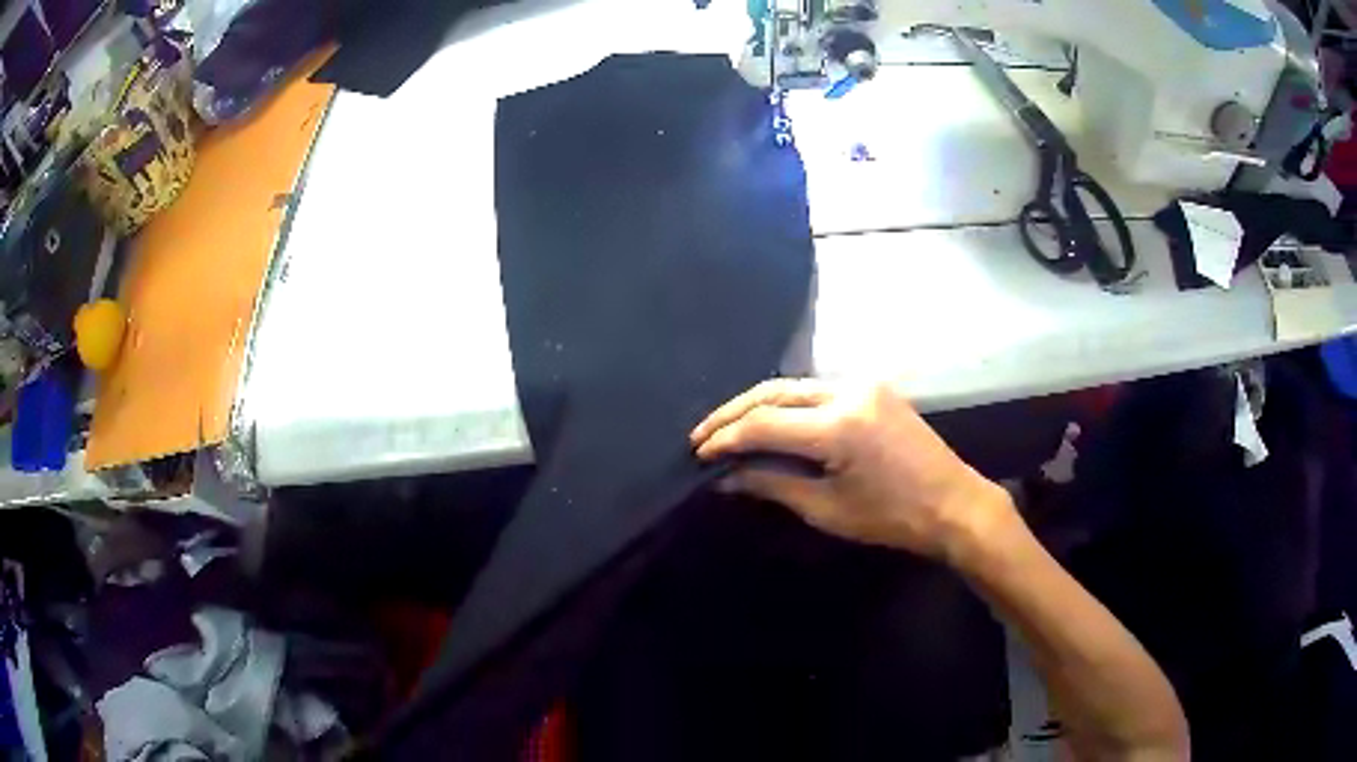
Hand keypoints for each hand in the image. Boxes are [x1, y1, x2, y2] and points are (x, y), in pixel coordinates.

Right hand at [690, 379, 1014, 562]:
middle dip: (733, 413)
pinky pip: (818, 388)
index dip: (726, 438)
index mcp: (839, 425)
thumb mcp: (827, 509)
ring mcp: (864, 383)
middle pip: (774, 392)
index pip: (765, 424)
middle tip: (702, 436)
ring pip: (794, 385)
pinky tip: (771, 421)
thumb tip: (726, 477)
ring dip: (759, 405)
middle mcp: (848, 391)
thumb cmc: (893, 518)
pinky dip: (788, 403)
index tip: (699, 454)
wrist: (955, 504)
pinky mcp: (874, 388)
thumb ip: (773, 485)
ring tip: (728, 429)